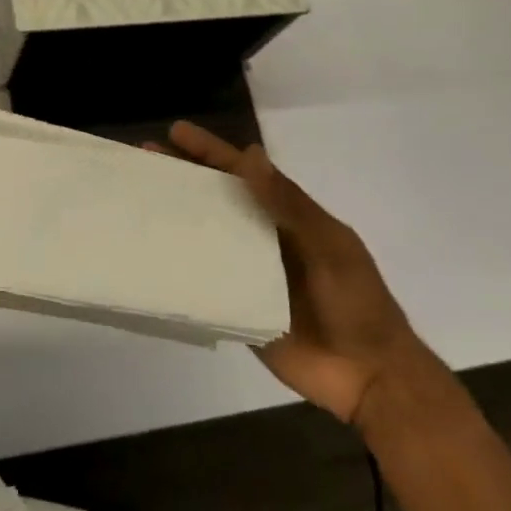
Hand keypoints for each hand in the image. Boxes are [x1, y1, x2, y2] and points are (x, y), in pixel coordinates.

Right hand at [155, 122, 447, 431]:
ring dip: (177, 217)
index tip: (175, 132)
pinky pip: (205, 279)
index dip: (210, 151)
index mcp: (289, 217)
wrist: (371, 378)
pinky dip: (180, 265)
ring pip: (207, 235)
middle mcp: (265, 237)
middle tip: (143, 158)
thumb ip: (289, 204)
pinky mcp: (239, 306)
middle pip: (218, 198)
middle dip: (184, 176)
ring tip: (138, 201)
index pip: (244, 173)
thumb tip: (250, 154)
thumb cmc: (356, 303)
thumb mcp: (328, 246)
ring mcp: (250, 272)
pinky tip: (150, 257)